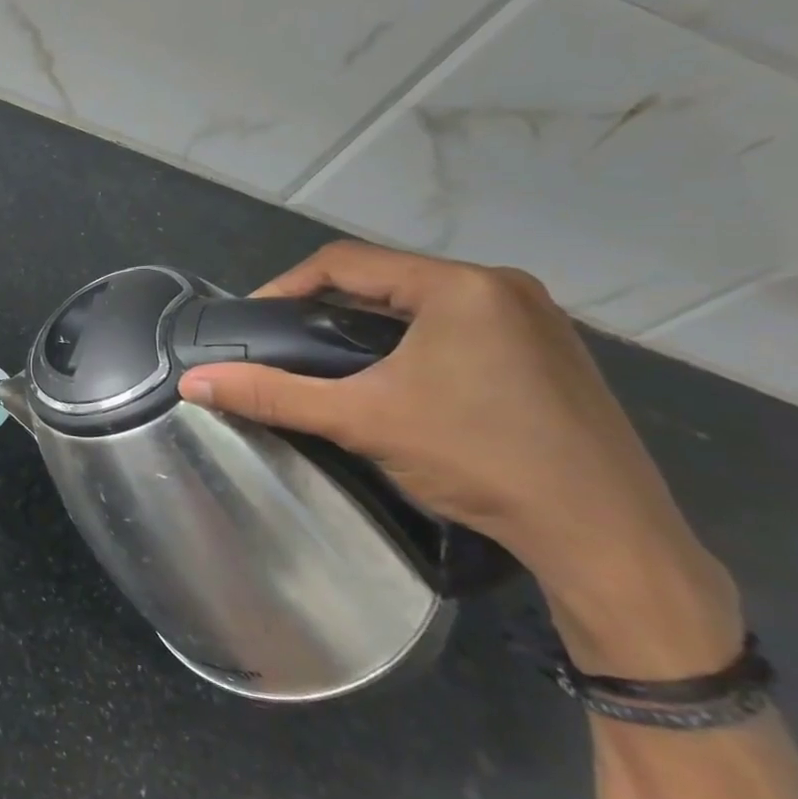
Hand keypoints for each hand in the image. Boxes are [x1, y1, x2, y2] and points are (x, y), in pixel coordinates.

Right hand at [177, 241, 741, 677]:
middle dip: (325, 308)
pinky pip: (457, 329)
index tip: (252, 321)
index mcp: (461, 286)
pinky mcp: (548, 356)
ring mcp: (534, 321)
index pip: (346, 262)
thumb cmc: (479, 458)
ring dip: (368, 327)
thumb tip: (191, 382)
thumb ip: (273, 394)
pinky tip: (395, 383)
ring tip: (328, 363)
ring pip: (421, 305)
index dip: (286, 286)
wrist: (606, 536)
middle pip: (385, 280)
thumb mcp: (361, 420)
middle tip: (285, 345)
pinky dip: (411, 344)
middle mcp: (502, 288)